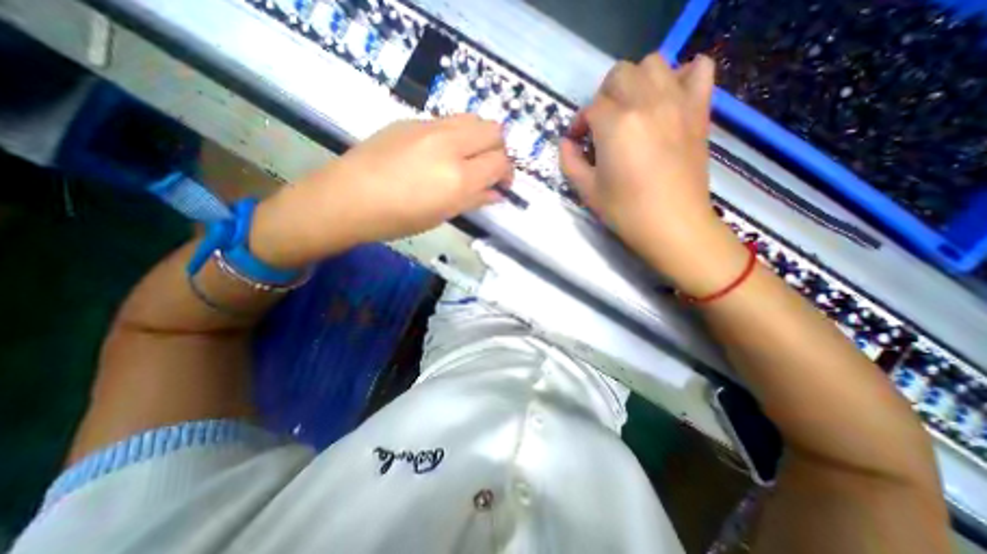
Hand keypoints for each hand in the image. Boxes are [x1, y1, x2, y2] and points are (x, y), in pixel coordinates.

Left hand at [251, 115, 512, 266]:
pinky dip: (458, 134)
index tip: (501, 185)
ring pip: (473, 118)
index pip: (500, 162)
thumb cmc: (397, 219)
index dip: (507, 173)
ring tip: (469, 158)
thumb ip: (474, 200)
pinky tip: (442, 153)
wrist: (348, 198)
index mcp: (458, 178)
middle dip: (499, 150)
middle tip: (489, 169)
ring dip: (480, 138)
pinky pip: (449, 120)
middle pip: (494, 130)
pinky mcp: (412, 120)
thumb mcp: (442, 215)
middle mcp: (450, 145)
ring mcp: (429, 127)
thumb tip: (496, 193)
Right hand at [558, 55, 743, 299]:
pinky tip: (670, 96)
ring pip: (653, 64)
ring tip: (631, 109)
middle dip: (603, 97)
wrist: (673, 225)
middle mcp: (646, 103)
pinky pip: (699, 69)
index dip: (579, 123)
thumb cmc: (625, 211)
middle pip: (619, 75)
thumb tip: (566, 143)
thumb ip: (570, 162)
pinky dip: (683, 74)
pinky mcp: (699, 110)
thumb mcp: (587, 190)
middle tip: (602, 125)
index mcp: (615, 125)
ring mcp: (677, 102)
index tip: (578, 141)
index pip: (590, 108)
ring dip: (636, 81)